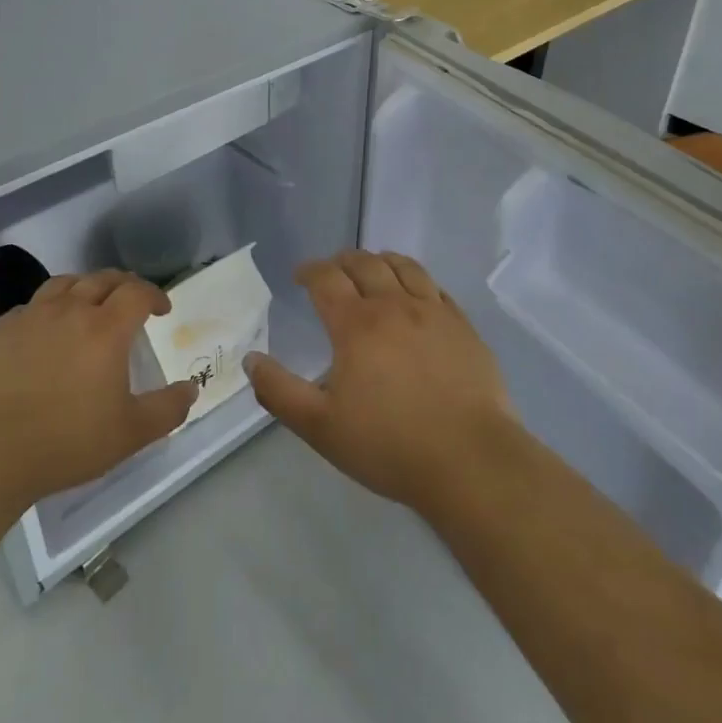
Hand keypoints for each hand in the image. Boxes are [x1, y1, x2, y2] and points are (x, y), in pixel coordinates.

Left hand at [0, 271, 198, 512]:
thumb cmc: (66, 442)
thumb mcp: (130, 434)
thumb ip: (167, 409)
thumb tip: (191, 389)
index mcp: (105, 329)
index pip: (137, 292)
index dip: (155, 294)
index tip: (162, 309)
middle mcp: (70, 310)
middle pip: (103, 279)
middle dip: (125, 285)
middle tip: (133, 302)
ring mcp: (32, 316)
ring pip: (65, 283)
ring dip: (86, 287)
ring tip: (91, 304)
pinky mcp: (2, 329)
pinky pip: (33, 304)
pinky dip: (50, 307)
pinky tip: (49, 329)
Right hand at [244, 251, 519, 516]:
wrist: (471, 462)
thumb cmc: (389, 445)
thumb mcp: (320, 427)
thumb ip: (279, 392)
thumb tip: (251, 360)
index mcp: (356, 324)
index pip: (326, 279)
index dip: (309, 271)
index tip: (300, 276)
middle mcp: (394, 305)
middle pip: (364, 263)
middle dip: (342, 261)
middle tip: (332, 271)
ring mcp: (434, 312)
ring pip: (404, 267)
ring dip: (380, 261)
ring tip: (373, 268)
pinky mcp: (464, 327)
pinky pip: (436, 288)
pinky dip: (417, 280)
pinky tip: (416, 294)